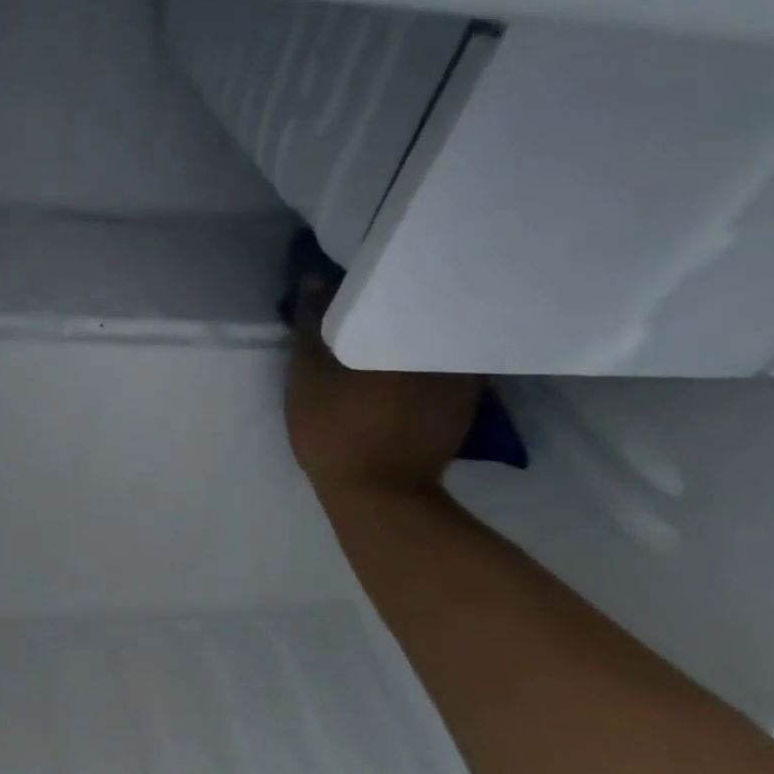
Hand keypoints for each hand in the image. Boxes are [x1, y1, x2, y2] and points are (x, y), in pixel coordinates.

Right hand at [285, 281, 481, 499]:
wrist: (380, 496)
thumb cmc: (337, 430)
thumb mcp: (307, 376)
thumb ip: (310, 325)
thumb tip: (315, 278)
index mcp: (407, 329)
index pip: (395, 282)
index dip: (371, 277)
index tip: (351, 280)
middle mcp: (446, 341)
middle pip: (421, 306)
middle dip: (396, 302)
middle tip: (368, 304)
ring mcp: (463, 373)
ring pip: (435, 334)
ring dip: (413, 330)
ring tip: (388, 333)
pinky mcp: (465, 401)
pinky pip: (445, 362)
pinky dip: (425, 359)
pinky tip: (405, 369)